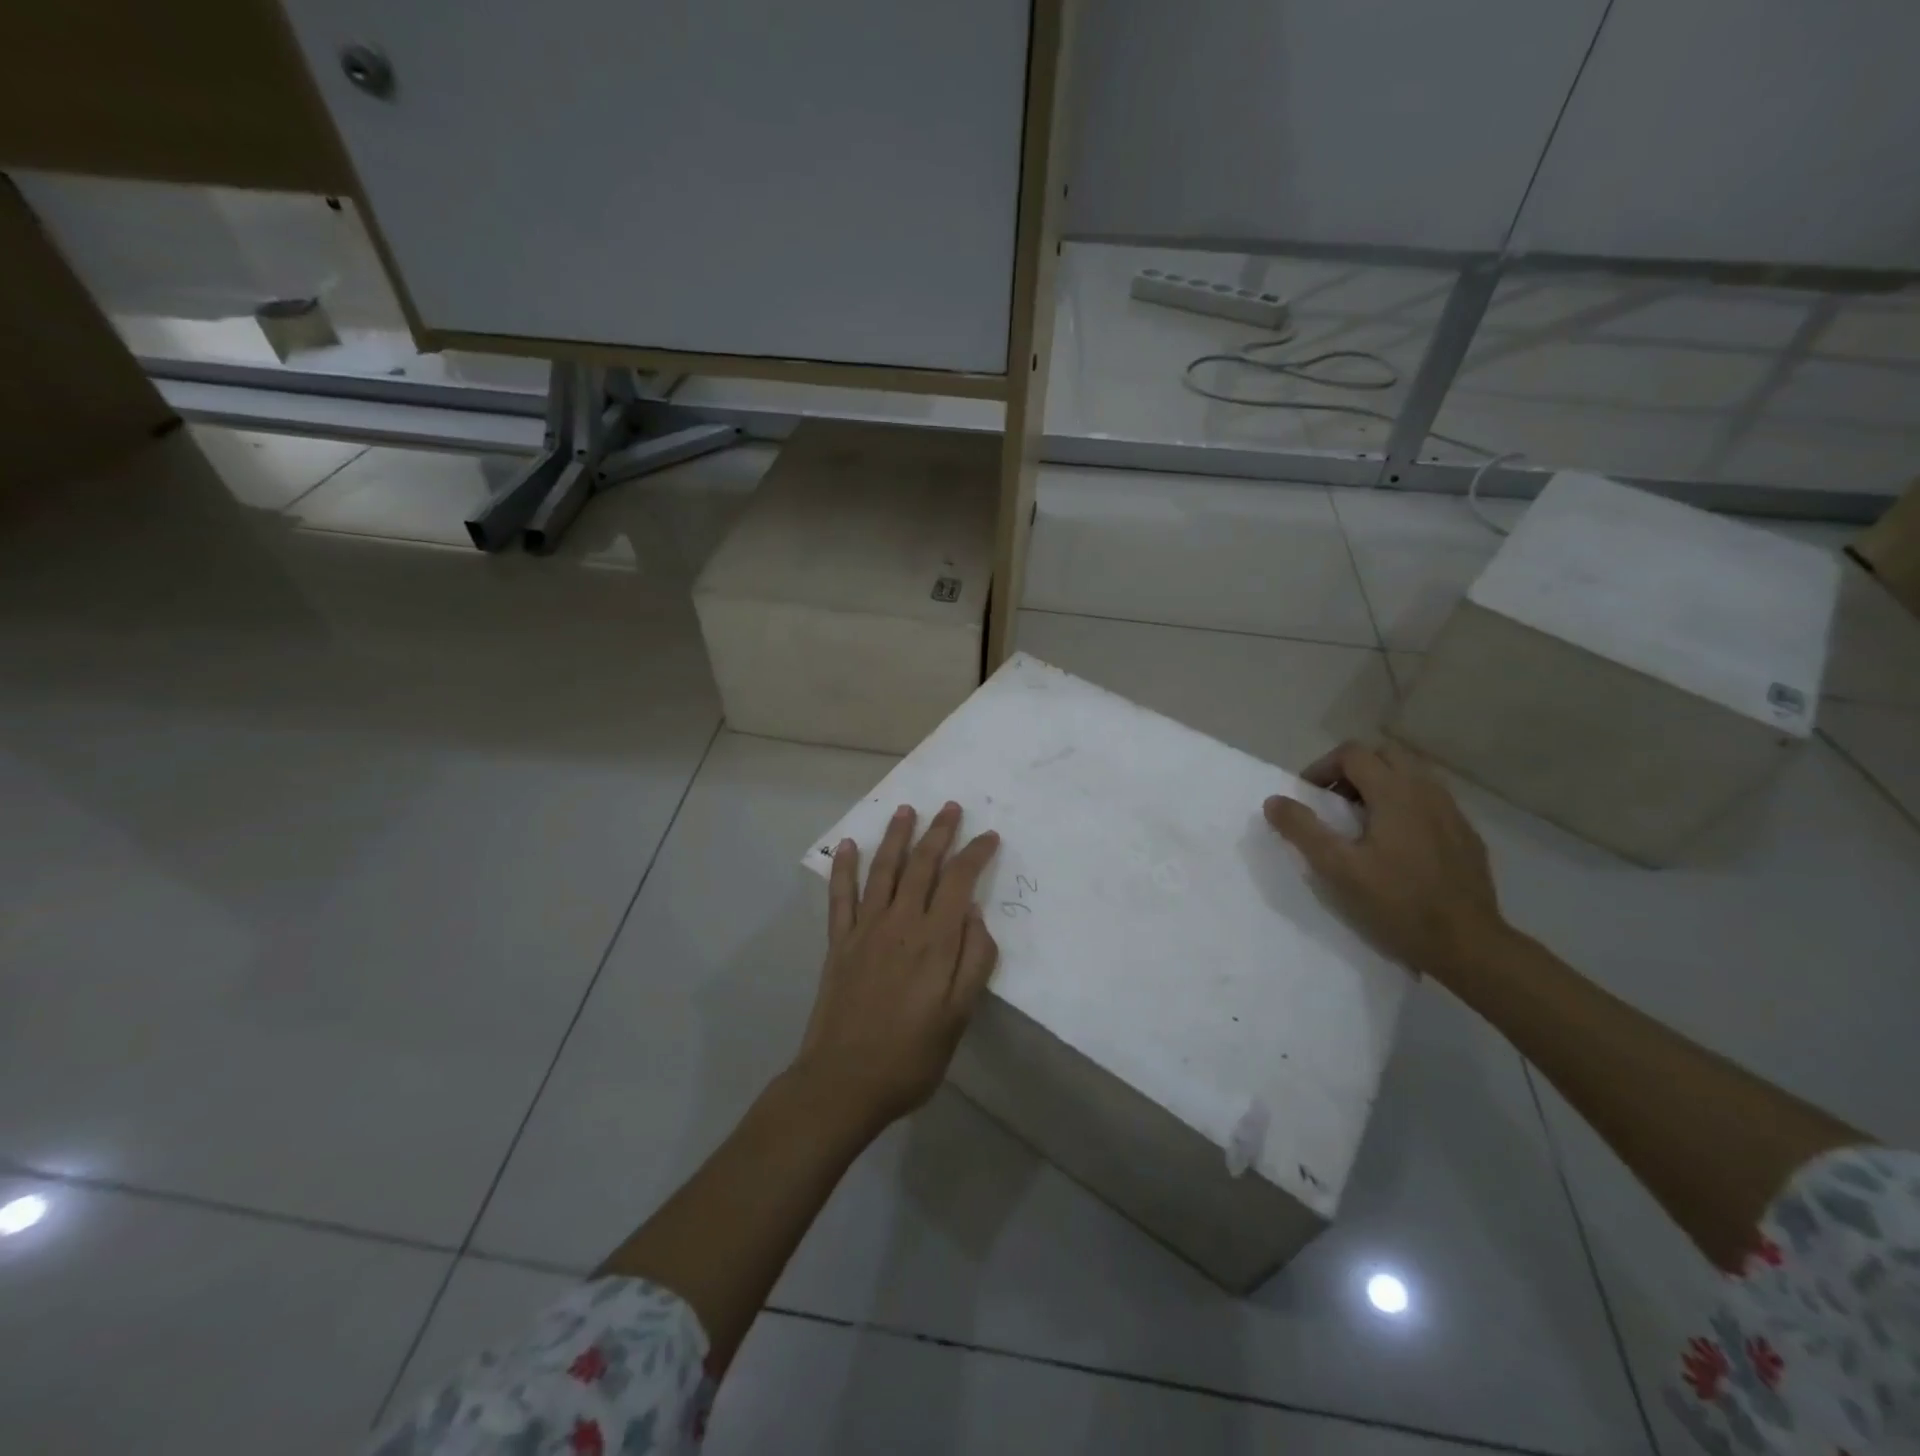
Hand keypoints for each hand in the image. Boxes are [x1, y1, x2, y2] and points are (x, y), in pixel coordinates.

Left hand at [794, 801, 1000, 1132]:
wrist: (843, 1082)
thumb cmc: (911, 1055)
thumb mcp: (959, 1016)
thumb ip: (973, 961)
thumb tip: (976, 914)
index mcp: (934, 940)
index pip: (959, 882)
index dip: (975, 854)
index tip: (989, 836)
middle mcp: (900, 923)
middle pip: (922, 865)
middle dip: (939, 833)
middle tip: (951, 807)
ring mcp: (865, 929)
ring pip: (883, 870)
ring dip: (896, 837)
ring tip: (906, 810)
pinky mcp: (839, 942)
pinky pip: (840, 896)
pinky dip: (844, 868)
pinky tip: (848, 846)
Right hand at [1263, 740, 1507, 983]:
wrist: (1468, 944)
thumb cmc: (1396, 904)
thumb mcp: (1337, 868)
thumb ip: (1303, 829)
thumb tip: (1273, 801)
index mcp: (1395, 793)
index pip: (1353, 753)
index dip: (1323, 767)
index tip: (1309, 796)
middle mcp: (1427, 791)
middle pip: (1385, 755)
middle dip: (1354, 770)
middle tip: (1335, 803)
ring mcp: (1453, 812)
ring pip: (1412, 776)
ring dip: (1381, 785)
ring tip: (1364, 823)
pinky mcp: (1467, 835)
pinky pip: (1432, 802)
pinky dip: (1407, 806)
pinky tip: (1399, 846)